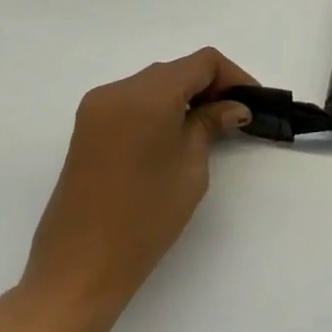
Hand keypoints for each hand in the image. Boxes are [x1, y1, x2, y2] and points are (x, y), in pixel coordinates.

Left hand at [18, 49, 256, 318]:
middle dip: (211, 87)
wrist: (79, 269)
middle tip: (236, 117)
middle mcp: (117, 91)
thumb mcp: (191, 166)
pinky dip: (161, 108)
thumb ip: (211, 124)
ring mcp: (96, 109)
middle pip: (177, 70)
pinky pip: (134, 102)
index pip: (202, 63)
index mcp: (146, 95)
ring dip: (186, 97)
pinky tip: (176, 135)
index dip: (234, 76)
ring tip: (210, 127)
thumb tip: (232, 107)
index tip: (252, 103)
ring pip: (155, 84)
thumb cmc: (145, 216)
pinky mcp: (87, 130)